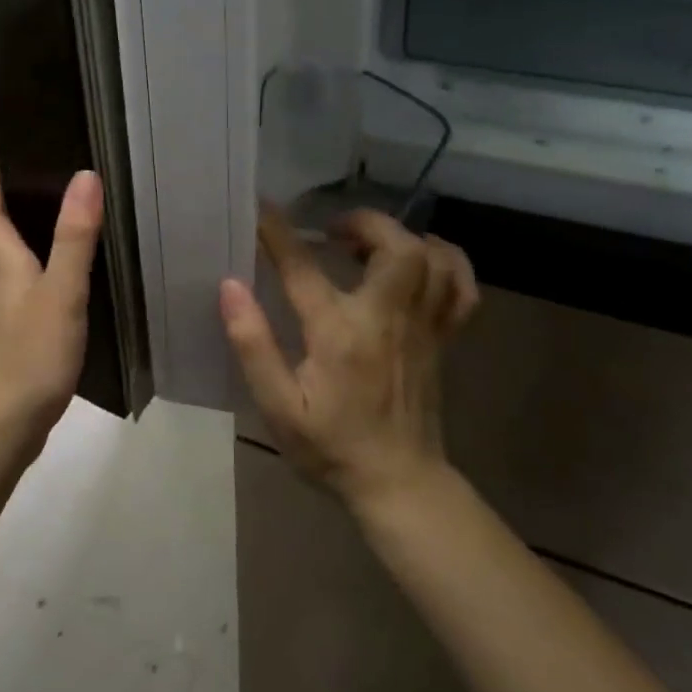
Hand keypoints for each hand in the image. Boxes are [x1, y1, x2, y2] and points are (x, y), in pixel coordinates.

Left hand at [0, 171, 102, 441]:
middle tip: (63, 177)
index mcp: (1, 257)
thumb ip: (75, 235)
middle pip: (0, 225)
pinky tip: (77, 269)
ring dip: (35, 231)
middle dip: (22, 199)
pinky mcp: (21, 326)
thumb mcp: (61, 289)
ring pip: (16, 253)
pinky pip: (31, 280)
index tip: (30, 152)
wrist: (8, 421)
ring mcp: (8, 303)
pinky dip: (48, 264)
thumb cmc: (32, 351)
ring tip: (76, 213)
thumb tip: (85, 175)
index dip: (2, 177)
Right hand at [218, 204, 477, 507]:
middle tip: (334, 230)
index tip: (261, 208)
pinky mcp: (443, 338)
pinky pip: (461, 287)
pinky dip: (447, 262)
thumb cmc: (331, 446)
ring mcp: (422, 327)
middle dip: (365, 223)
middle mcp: (387, 319)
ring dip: (403, 237)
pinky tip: (422, 261)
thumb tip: (230, 287)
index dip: (278, 233)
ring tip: (372, 243)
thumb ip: (253, 344)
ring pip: (433, 259)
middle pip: (396, 247)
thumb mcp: (278, 406)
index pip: (304, 268)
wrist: (398, 483)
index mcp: (340, 334)